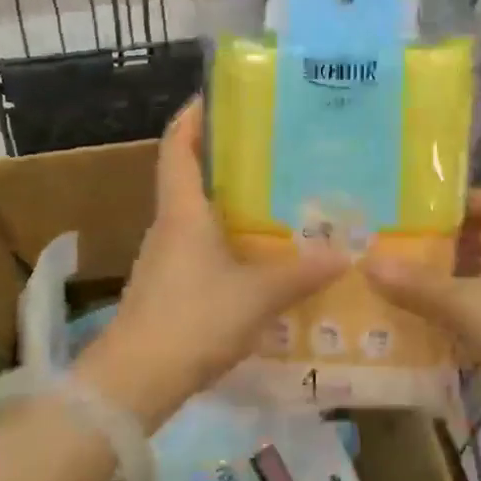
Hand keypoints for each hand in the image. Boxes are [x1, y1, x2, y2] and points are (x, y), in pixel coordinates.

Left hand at [79, 98, 346, 426]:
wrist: (134, 383)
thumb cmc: (193, 320)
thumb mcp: (257, 295)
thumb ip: (301, 272)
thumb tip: (346, 252)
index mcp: (183, 211)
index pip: (178, 146)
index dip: (193, 117)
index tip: (219, 96)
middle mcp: (170, 225)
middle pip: (192, 176)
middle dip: (226, 157)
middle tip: (273, 147)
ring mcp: (166, 258)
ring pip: (199, 214)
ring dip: (230, 201)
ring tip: (277, 196)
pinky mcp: (170, 287)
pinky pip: (202, 247)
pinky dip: (228, 238)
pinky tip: (260, 254)